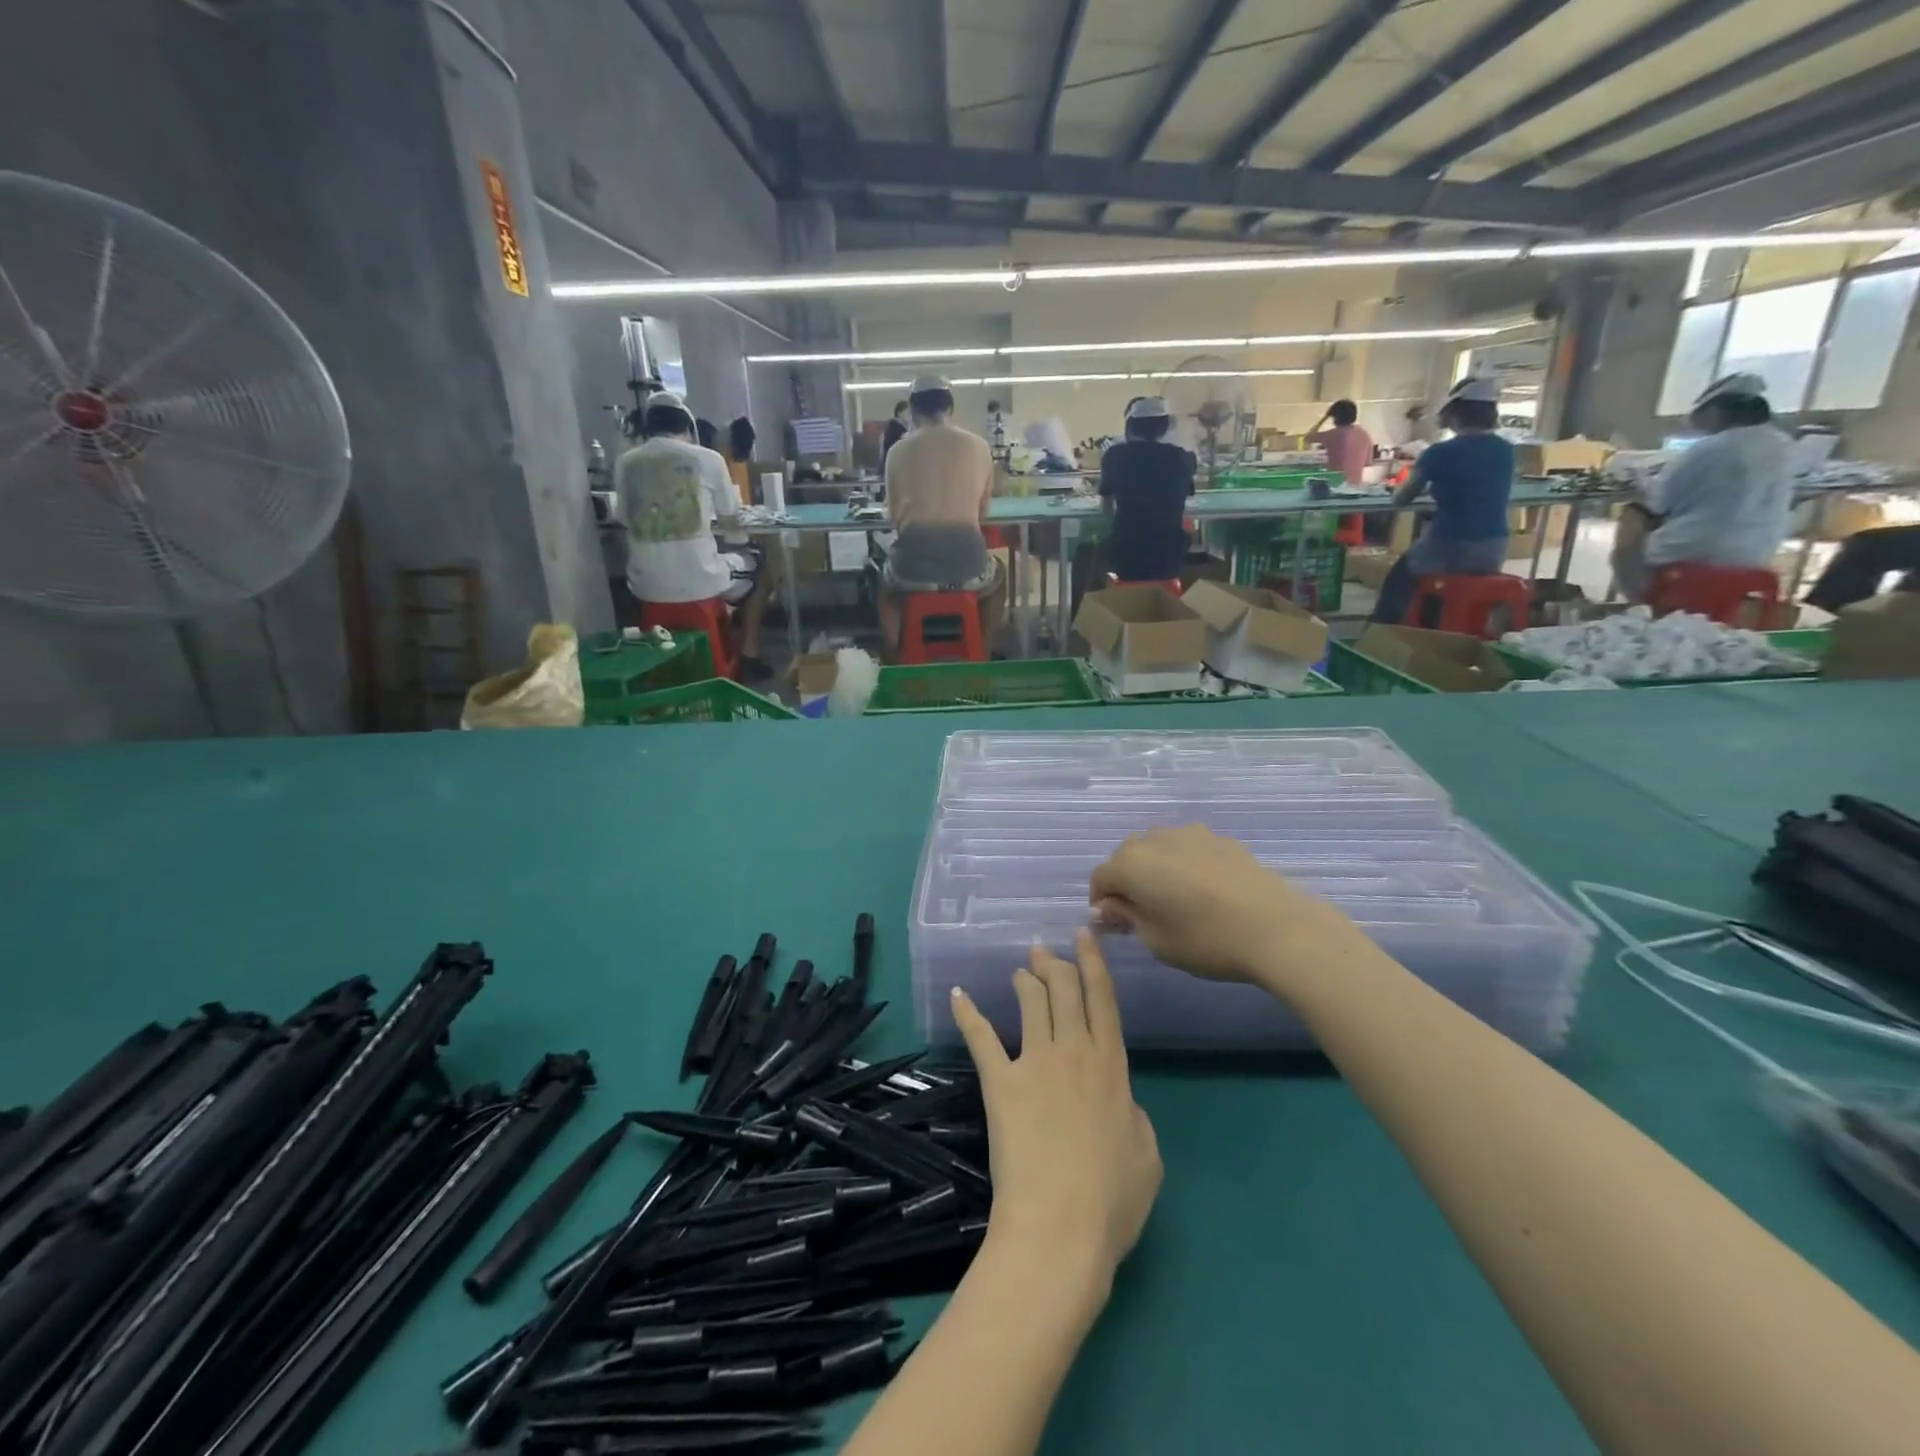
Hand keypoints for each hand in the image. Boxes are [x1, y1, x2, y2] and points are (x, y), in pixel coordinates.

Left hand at [951, 929, 1161, 1279]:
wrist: (1060, 1227)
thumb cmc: (1111, 1201)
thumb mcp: (1147, 1156)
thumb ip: (1135, 1115)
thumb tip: (1120, 1098)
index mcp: (1112, 1066)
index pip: (1104, 1001)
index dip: (1094, 963)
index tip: (1084, 935)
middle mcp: (1074, 1052)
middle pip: (1065, 991)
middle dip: (1056, 964)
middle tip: (1044, 949)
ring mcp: (1034, 1064)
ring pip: (1030, 1004)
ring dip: (1025, 981)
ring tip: (1019, 971)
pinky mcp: (1000, 1082)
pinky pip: (982, 1039)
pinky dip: (969, 1014)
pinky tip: (959, 994)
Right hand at [1088, 825, 1376, 994]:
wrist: (1276, 927)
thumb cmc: (1205, 940)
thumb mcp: (1155, 940)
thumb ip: (1126, 917)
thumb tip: (1107, 906)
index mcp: (1131, 863)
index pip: (1100, 878)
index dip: (1101, 902)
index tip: (1114, 926)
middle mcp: (1154, 839)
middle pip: (1126, 857)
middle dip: (1126, 881)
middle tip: (1142, 914)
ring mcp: (1190, 834)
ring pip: (1158, 848)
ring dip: (1155, 869)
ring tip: (1175, 900)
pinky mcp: (1220, 839)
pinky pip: (1188, 849)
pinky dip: (1184, 865)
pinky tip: (1204, 892)